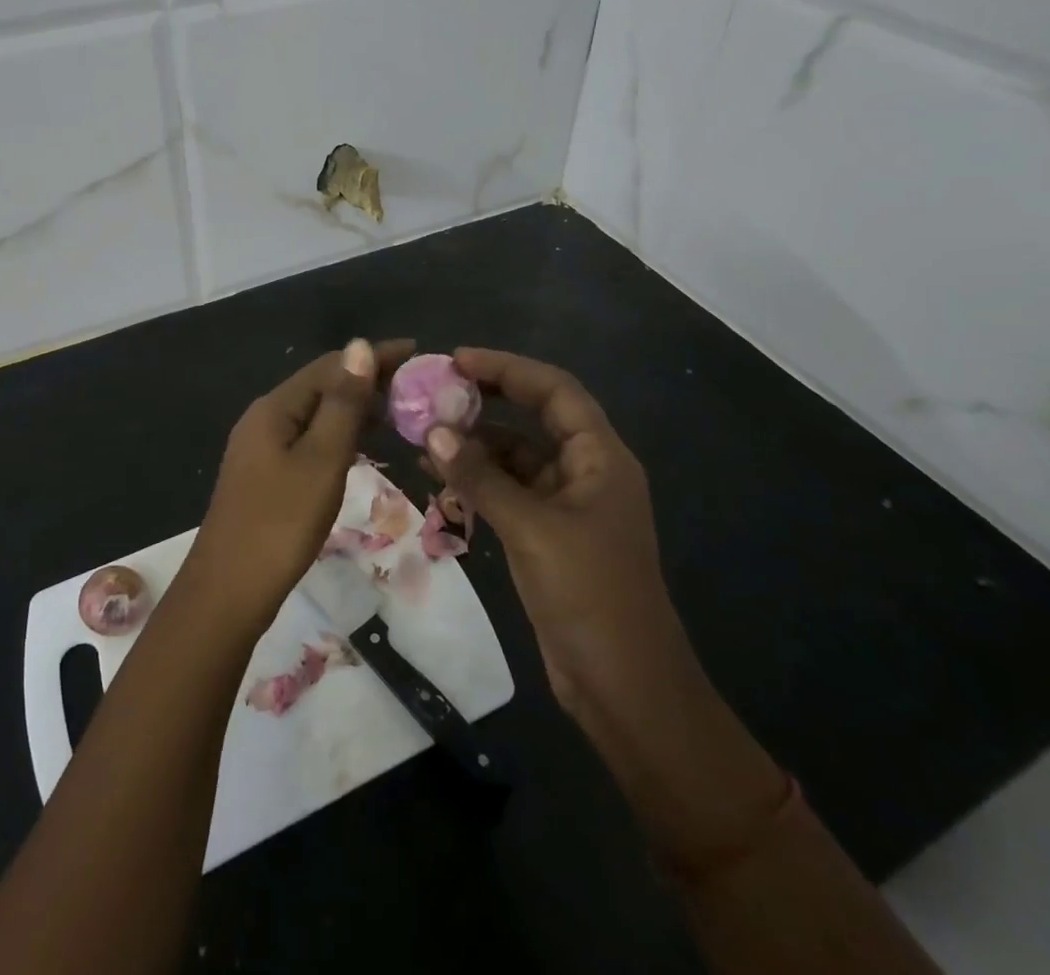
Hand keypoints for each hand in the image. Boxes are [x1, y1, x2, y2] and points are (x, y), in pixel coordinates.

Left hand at [184, 337, 412, 629]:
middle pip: (322, 386)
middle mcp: (265, 418)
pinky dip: (340, 435)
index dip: (374, 357)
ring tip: (400, 412)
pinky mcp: (266, 475)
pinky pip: (309, 439)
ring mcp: (262, 448)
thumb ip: (343, 403)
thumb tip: (360, 345)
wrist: (228, 592)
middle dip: (367, 380)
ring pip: (316, 414)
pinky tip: (363, 446)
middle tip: (416, 387)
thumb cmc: (280, 524)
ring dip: (355, 408)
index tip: (418, 353)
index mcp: (275, 407)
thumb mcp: (321, 460)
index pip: (331, 365)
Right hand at [423, 347, 679, 726]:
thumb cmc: (589, 595)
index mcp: (600, 458)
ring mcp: (566, 506)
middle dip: (488, 401)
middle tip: (435, 392)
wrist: (625, 688)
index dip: (508, 368)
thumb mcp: (531, 529)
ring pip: (516, 458)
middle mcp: (586, 472)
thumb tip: (432, 431)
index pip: (555, 390)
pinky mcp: (548, 537)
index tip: (457, 360)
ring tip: (424, 436)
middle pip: (535, 418)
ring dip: (475, 446)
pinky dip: (477, 482)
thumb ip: (481, 477)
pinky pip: (508, 493)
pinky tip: (439, 479)